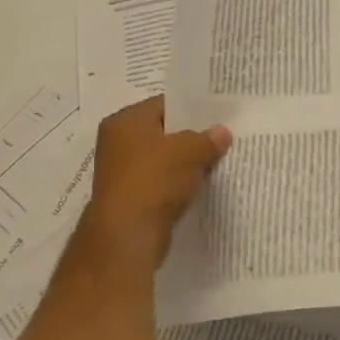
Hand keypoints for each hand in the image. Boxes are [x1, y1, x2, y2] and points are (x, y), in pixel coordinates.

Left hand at [77, 96, 231, 269]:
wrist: (128, 235)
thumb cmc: (154, 180)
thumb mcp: (189, 152)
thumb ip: (208, 139)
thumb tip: (222, 132)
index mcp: (124, 121)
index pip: (163, 104)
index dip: (191, 109)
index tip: (218, 115)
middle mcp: (117, 143)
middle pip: (162, 133)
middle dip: (190, 138)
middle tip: (222, 138)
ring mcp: (121, 172)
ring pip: (162, 161)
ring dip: (185, 164)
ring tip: (216, 163)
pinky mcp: (130, 198)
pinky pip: (159, 184)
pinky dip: (177, 185)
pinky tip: (199, 187)